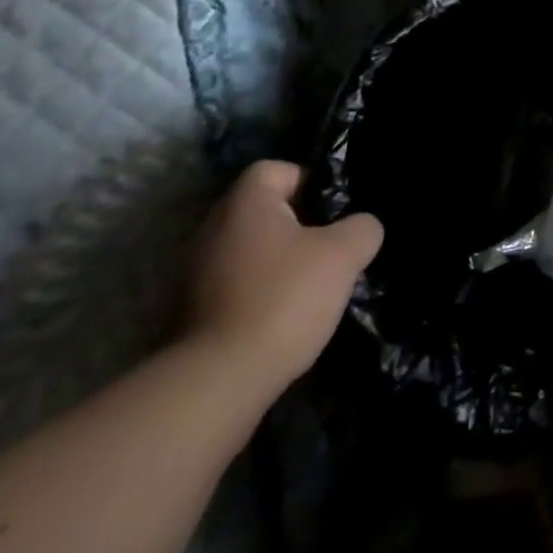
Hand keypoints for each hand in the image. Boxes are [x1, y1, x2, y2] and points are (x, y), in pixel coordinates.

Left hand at [186, 161, 383, 393]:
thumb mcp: (344, 254)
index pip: (276, 169)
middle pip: (263, 210)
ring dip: (278, 261)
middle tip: (330, 247)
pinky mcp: (190, 313)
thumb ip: (362, 227)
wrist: (219, 382)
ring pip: (249, 249)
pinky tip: (284, 316)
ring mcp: (194, 273)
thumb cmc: (284, 298)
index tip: (333, 212)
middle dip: (298, 225)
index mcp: (244, 203)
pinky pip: (235, 284)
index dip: (309, 183)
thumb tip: (361, 226)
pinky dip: (258, 292)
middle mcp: (211, 229)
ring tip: (310, 286)